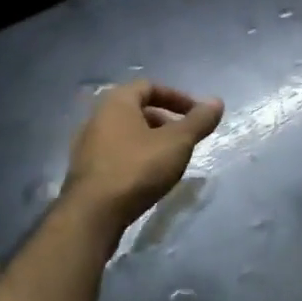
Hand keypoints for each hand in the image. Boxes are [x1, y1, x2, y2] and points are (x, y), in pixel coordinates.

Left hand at [59, 81, 223, 243]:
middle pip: (136, 109)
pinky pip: (115, 152)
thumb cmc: (137, 169)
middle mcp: (97, 116)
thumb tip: (216, 101)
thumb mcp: (176, 143)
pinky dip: (135, 156)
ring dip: (150, 140)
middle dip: (164, 120)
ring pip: (125, 132)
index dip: (176, 97)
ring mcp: (86, 144)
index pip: (149, 86)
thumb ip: (198, 121)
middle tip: (184, 139)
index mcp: (116, 102)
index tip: (195, 115)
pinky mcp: (85, 169)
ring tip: (169, 160)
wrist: (92, 214)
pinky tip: (147, 177)